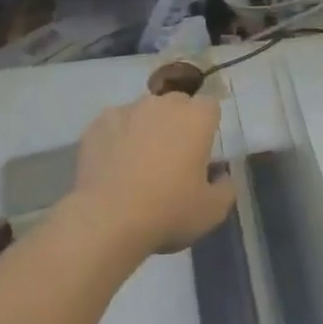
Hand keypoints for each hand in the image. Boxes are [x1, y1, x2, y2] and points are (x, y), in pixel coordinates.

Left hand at [73, 93, 233, 255]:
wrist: (107, 220)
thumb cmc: (169, 211)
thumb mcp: (213, 210)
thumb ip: (226, 187)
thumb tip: (221, 175)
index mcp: (196, 118)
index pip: (210, 106)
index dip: (208, 126)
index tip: (202, 150)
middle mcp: (162, 104)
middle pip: (177, 104)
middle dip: (178, 122)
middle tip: (173, 157)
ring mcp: (126, 111)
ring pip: (143, 112)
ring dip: (147, 128)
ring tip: (139, 161)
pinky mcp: (96, 124)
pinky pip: (114, 124)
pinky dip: (117, 137)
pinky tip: (113, 165)